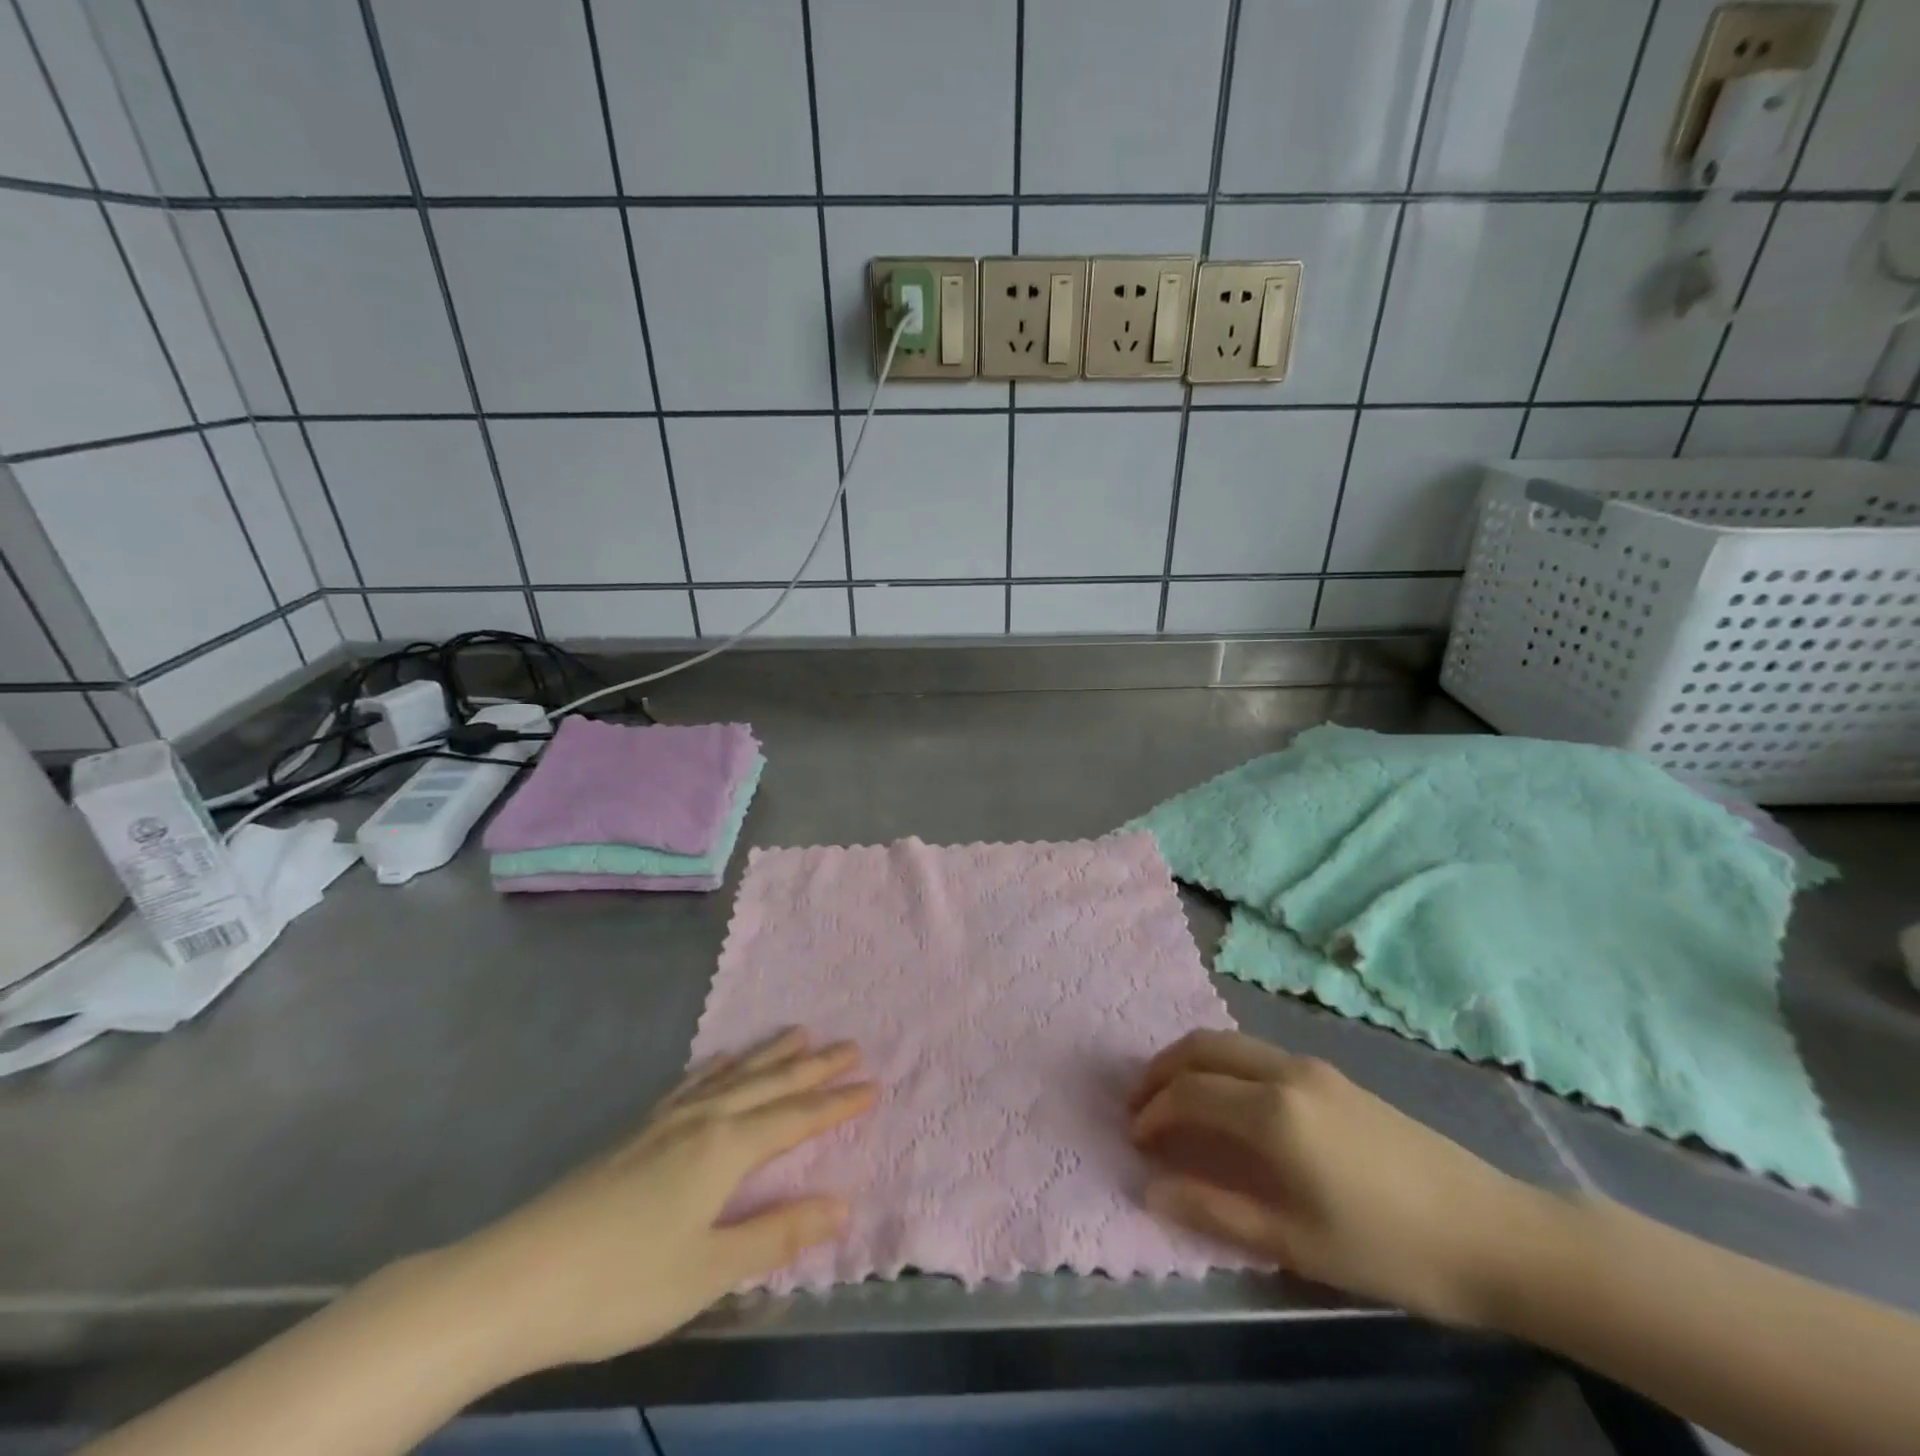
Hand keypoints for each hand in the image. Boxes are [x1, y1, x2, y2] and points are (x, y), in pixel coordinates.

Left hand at [438, 1029, 875, 1375]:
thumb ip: (777, 1234)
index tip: (873, 1084)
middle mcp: (703, 1120)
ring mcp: (666, 1120)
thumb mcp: (707, 1270)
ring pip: (734, 1075)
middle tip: (850, 1045)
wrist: (515, 1280)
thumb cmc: (620, 1283)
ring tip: (801, 1033)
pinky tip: (721, 1061)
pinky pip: (692, 1084)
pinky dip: (717, 1067)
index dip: (837, 1104)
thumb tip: (842, 1204)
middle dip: (814, 1068)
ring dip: (771, 1055)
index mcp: (725, 1149)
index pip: (796, 1119)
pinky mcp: (637, 1130)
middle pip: (770, 1085)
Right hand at [1130, 1029, 1550, 1326]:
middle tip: (1138, 1105)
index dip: (1153, 1112)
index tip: (1135, 1140)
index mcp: (1273, 1112)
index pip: (1189, 1094)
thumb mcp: (1297, 1244)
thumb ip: (1216, 1211)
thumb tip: (1150, 1189)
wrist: (1495, 1233)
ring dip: (1191, 1062)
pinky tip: (1227, 1100)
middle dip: (1161, 1070)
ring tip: (1173, 1099)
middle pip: (1202, 1048)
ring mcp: (1311, 1067)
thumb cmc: (1392, 1249)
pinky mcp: (1332, 1074)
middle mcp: (1285, 1072)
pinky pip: (1256, 1052)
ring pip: (1230, 1042)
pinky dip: (1222, 1063)